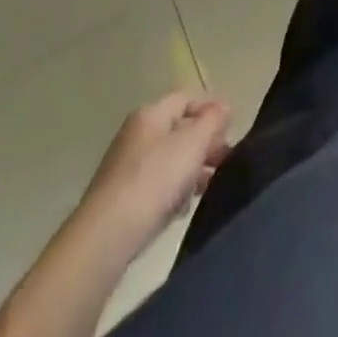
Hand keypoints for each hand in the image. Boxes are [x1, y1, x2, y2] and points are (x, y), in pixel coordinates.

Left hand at [81, 92, 232, 249]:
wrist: (105, 238)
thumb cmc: (154, 180)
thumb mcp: (192, 143)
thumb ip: (213, 120)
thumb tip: (225, 106)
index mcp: (150, 114)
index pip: (187, 98)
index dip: (211, 109)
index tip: (231, 129)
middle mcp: (136, 135)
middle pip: (179, 130)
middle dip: (205, 143)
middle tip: (226, 160)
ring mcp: (126, 168)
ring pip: (169, 160)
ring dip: (192, 170)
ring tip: (211, 186)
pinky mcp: (122, 199)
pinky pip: (156, 186)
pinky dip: (173, 192)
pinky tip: (183, 208)